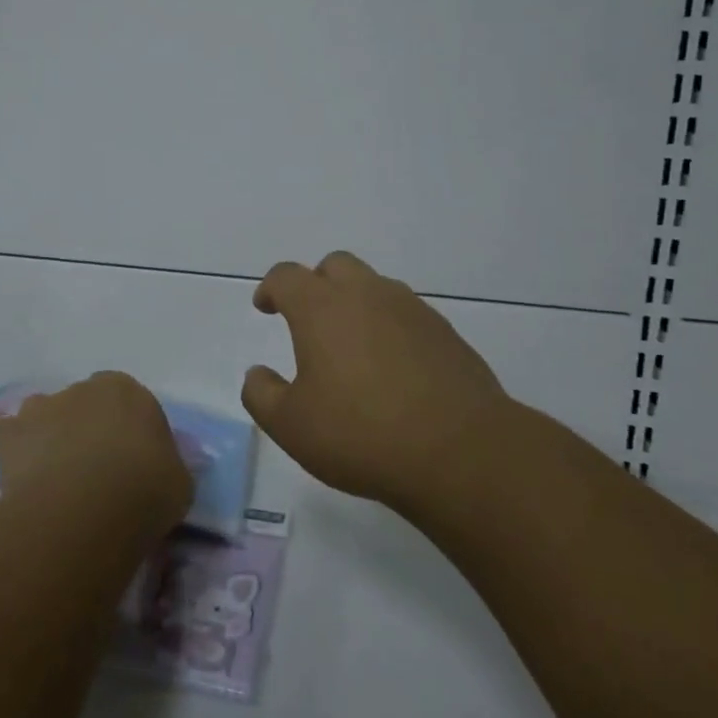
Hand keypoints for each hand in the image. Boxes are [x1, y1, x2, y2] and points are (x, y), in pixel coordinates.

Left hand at [0, 372, 193, 537]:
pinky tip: (23, 479)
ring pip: (45, 416)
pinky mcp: (10, 434)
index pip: (129, 403)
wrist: (85, 510)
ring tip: (57, 479)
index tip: (133, 463)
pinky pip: (10, 437)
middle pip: (85, 405)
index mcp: (127, 390)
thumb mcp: (179, 480)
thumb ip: (167, 464)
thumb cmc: (145, 490)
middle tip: (95, 474)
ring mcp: (42, 407)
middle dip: (88, 430)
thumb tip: (159, 468)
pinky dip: (14, 452)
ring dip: (50, 437)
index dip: (129, 432)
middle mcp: (82, 388)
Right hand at [241, 251, 512, 510]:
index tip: (266, 308)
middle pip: (335, 265)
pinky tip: (392, 368)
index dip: (271, 288)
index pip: (287, 276)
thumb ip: (261, 394)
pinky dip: (390, 328)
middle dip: (316, 283)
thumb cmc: (361, 434)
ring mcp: (412, 310)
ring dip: (356, 303)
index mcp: (322, 308)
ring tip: (351, 347)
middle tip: (308, 320)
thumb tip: (257, 374)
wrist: (460, 452)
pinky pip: (407, 315)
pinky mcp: (445, 333)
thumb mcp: (291, 425)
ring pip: (375, 286)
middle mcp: (367, 295)